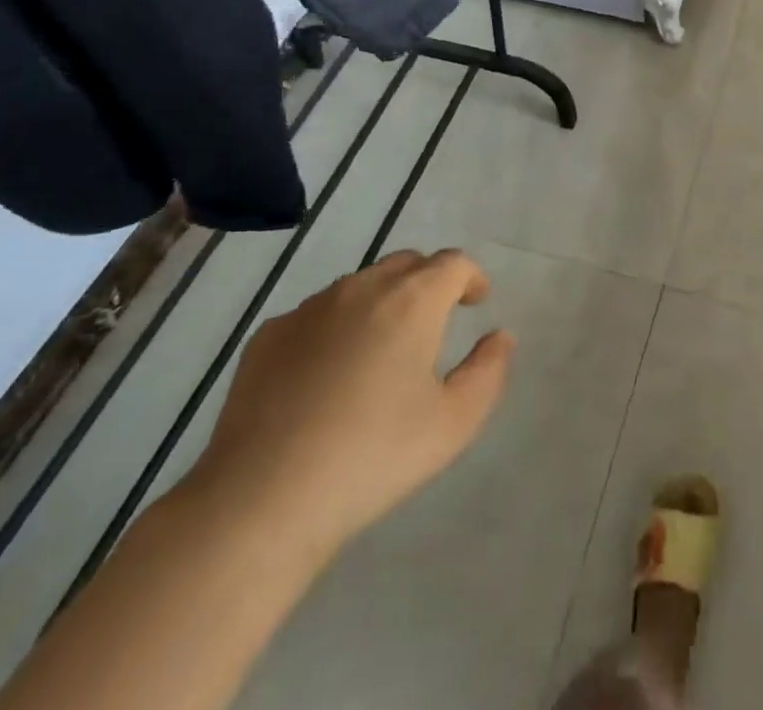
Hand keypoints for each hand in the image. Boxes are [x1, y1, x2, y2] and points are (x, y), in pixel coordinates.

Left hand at [187, 249, 513, 557]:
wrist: (261, 500)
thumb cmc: (373, 457)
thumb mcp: (453, 423)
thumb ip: (488, 371)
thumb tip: (500, 336)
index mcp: (413, 300)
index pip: (453, 263)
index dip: (471, 278)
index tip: (476, 304)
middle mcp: (362, 288)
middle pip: (407, 264)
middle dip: (429, 283)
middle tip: (435, 323)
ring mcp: (310, 309)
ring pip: (360, 285)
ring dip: (382, 302)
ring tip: (382, 350)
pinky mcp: (269, 336)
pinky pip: (317, 314)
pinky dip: (336, 327)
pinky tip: (329, 374)